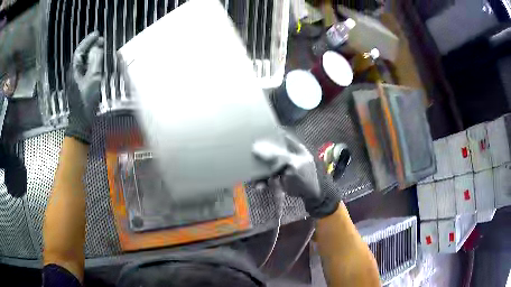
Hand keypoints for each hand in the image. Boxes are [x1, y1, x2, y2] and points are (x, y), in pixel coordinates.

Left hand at [65, 32, 104, 143]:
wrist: (81, 124)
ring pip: (85, 64)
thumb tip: (98, 47)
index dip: (88, 41)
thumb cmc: (85, 102)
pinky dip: (95, 66)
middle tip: (103, 43)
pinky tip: (101, 67)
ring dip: (94, 56)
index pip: (80, 50)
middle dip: (92, 47)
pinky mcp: (82, 88)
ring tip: (104, 52)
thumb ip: (95, 60)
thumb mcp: (92, 79)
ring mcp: (78, 82)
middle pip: (82, 56)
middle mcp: (74, 74)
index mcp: (74, 70)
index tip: (97, 34)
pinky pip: (88, 72)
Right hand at [253, 133, 338, 217]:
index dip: (265, 133)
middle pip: (267, 149)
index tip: (251, 133)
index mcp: (291, 145)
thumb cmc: (306, 176)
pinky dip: (262, 181)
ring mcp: (280, 164)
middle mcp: (284, 152)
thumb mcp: (292, 164)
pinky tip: (259, 187)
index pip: (276, 134)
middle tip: (245, 157)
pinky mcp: (277, 175)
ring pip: (264, 164)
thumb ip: (276, 155)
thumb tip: (256, 147)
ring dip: (258, 172)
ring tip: (254, 180)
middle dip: (257, 155)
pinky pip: (266, 176)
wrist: (311, 195)